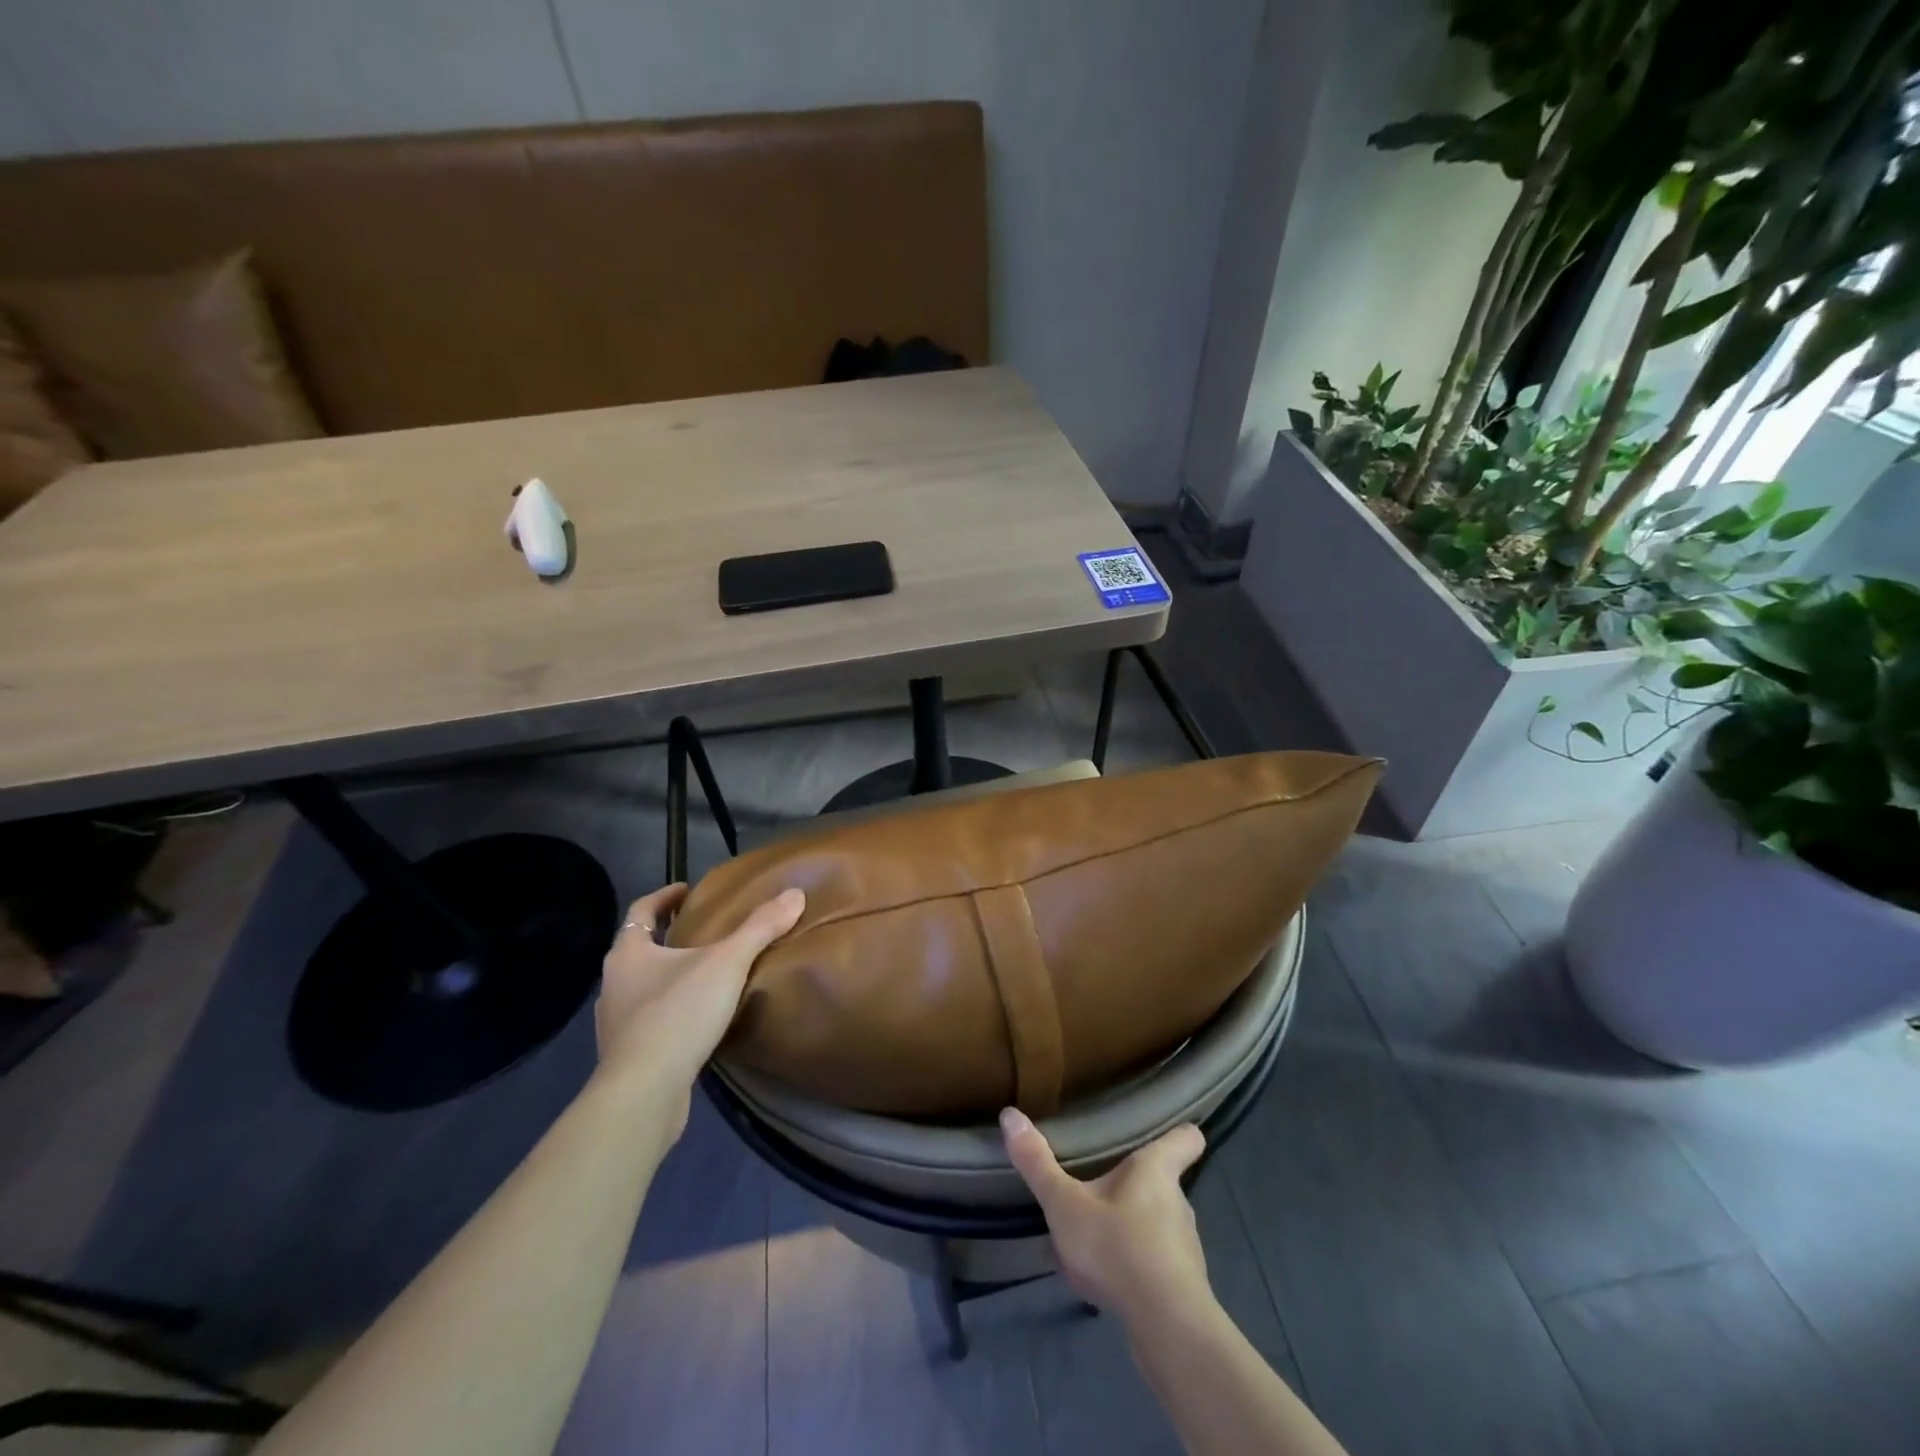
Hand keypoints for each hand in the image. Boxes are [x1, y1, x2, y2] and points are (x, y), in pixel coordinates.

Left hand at [594, 883, 804, 1133]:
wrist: (644, 1094)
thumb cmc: (678, 1015)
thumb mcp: (727, 964)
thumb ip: (760, 928)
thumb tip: (795, 893)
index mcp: (628, 953)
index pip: (641, 911)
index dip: (664, 896)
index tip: (688, 889)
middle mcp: (614, 984)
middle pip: (640, 948)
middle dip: (669, 936)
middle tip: (705, 929)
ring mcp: (617, 1023)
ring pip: (644, 986)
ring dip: (670, 975)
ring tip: (707, 974)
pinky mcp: (627, 1056)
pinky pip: (651, 1020)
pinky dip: (672, 1010)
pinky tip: (698, 1019)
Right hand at [1002, 1108, 1210, 1326]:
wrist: (1166, 1329)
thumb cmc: (1118, 1248)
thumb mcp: (1065, 1205)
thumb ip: (1037, 1163)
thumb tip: (1010, 1114)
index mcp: (1156, 1169)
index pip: (1188, 1138)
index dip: (1179, 1132)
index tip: (1163, 1130)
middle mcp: (1178, 1201)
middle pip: (1163, 1180)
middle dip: (1134, 1183)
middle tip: (1100, 1184)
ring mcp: (1184, 1246)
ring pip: (1156, 1223)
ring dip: (1129, 1226)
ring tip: (1094, 1237)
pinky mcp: (1182, 1285)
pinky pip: (1153, 1262)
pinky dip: (1132, 1264)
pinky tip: (1103, 1280)